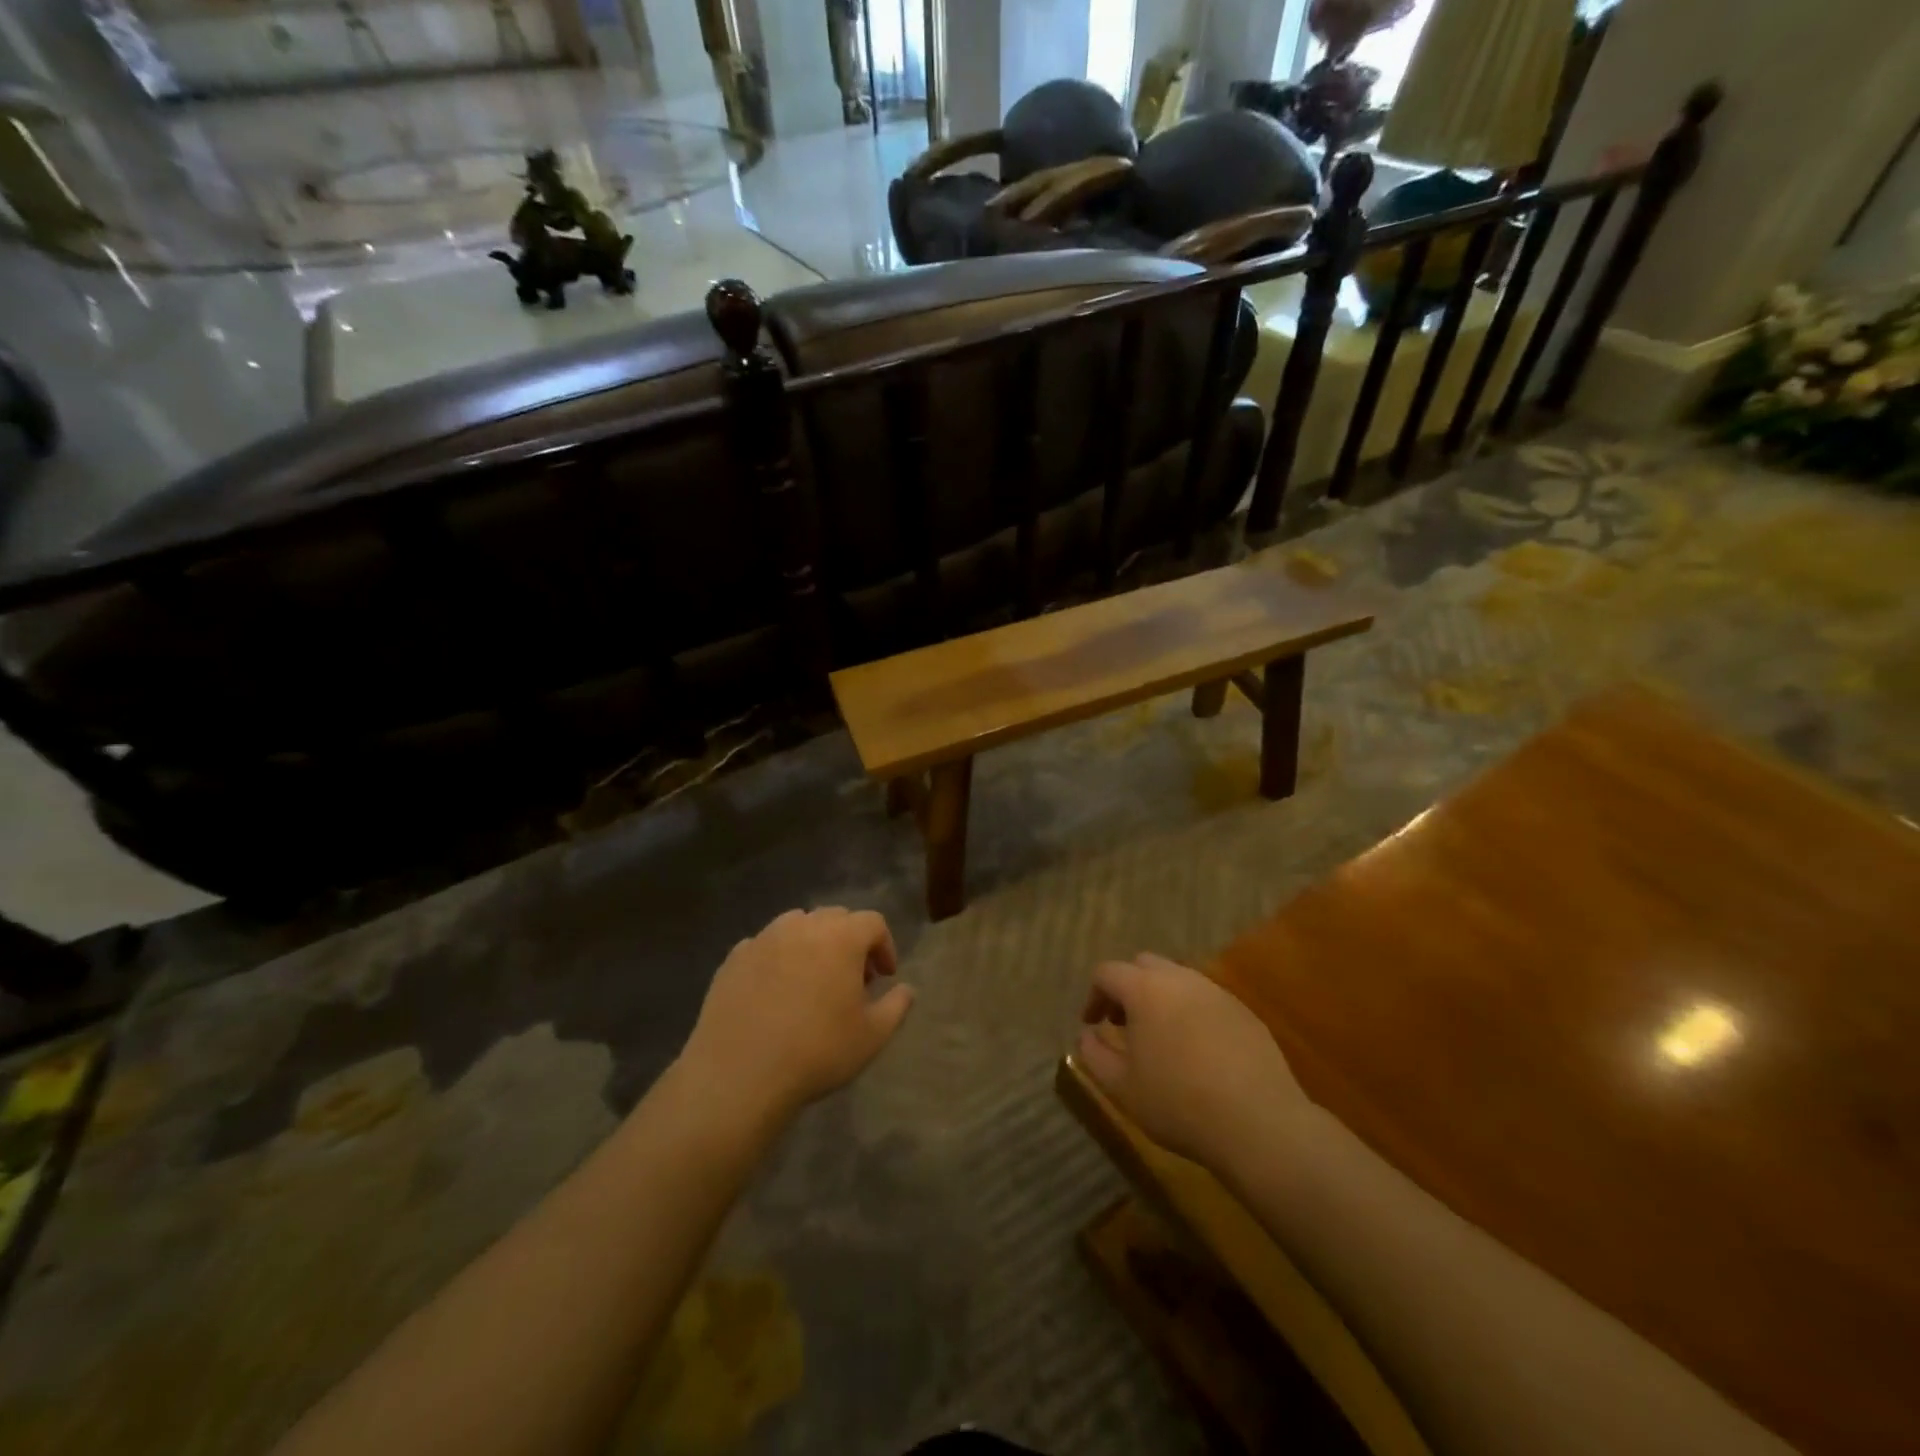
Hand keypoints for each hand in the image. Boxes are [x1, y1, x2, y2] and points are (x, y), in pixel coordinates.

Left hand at [679, 908, 913, 1127]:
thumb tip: (906, 989)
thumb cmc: (816, 1051)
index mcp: (841, 937)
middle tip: (852, 979)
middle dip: (850, 941)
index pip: (873, 922)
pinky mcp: (734, 958)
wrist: (739, 1074)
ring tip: (812, 981)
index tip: (885, 977)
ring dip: (813, 944)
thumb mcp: (872, 1036)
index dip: (884, 946)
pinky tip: (776, 992)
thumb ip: (896, 1006)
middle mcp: (802, 926)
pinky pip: (765, 945)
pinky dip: (778, 958)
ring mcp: (764, 938)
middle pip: (835, 917)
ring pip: (797, 925)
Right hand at [1078, 952, 1308, 1170]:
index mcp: (1145, 990)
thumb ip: (1094, 1054)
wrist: (1259, 1124)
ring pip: (1178, 980)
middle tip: (1123, 1024)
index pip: (1107, 972)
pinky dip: (1191, 1013)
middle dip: (1127, 988)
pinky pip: (1207, 1000)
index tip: (1092, 1024)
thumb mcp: (1121, 1087)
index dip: (1093, 995)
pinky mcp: (1244, 1012)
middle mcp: (1180, 979)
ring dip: (1160, 999)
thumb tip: (1087, 1034)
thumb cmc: (1179, 1103)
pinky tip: (1197, 1052)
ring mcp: (1216, 993)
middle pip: (1144, 965)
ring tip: (1160, 1038)